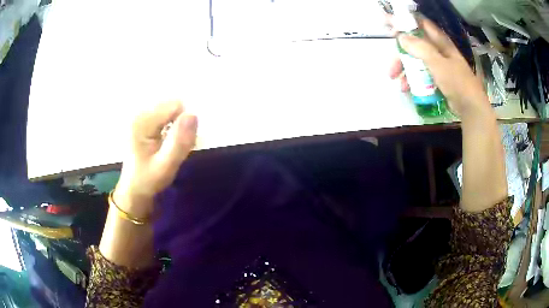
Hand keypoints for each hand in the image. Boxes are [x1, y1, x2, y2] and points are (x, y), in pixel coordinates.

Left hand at [114, 101, 197, 216]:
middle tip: (174, 147)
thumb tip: (193, 114)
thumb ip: (179, 142)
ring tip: (169, 146)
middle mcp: (139, 113)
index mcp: (142, 122)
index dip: (184, 124)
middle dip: (180, 124)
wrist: (133, 190)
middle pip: (172, 105)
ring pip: (170, 110)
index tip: (180, 143)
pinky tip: (165, 143)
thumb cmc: (148, 180)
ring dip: (176, 126)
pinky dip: (170, 127)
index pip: (175, 106)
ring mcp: (140, 116)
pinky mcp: (142, 121)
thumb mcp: (166, 166)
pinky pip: (164, 115)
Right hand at [388, 16, 489, 116]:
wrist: (471, 109)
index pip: (421, 24)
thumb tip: (400, 36)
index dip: (405, 21)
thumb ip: (420, 48)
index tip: (390, 24)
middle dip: (401, 52)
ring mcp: (438, 66)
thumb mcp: (438, 63)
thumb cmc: (457, 83)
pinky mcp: (438, 79)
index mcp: (440, 42)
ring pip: (417, 61)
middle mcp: (439, 51)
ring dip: (405, 69)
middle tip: (390, 60)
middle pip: (415, 45)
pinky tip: (407, 88)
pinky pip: (422, 75)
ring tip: (397, 81)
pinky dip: (413, 80)